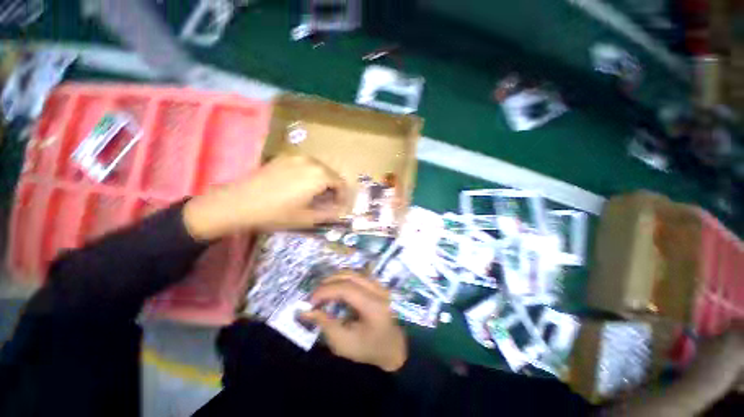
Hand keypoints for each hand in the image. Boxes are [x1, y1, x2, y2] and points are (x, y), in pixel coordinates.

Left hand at [183, 155, 348, 239]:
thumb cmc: (277, 213)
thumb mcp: (307, 218)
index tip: (338, 207)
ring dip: (322, 181)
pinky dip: (309, 175)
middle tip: (327, 203)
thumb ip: (329, 214)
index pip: (341, 184)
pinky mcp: (283, 158)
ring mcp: (296, 157)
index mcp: (319, 175)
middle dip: (333, 189)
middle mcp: (311, 161)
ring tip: (314, 195)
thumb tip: (341, 211)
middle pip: (331, 174)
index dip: (342, 197)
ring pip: (318, 169)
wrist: (239, 203)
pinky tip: (299, 187)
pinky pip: (305, 165)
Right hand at [301, 273, 407, 371]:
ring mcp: (380, 285)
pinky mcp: (378, 285)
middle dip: (329, 282)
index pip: (346, 288)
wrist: (392, 348)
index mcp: (373, 306)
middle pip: (350, 275)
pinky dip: (344, 280)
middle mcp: (379, 290)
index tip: (310, 301)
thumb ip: (325, 324)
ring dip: (336, 279)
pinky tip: (336, 289)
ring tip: (323, 291)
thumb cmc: (368, 349)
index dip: (326, 291)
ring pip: (354, 273)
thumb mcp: (343, 343)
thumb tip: (305, 310)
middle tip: (315, 295)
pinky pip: (358, 276)